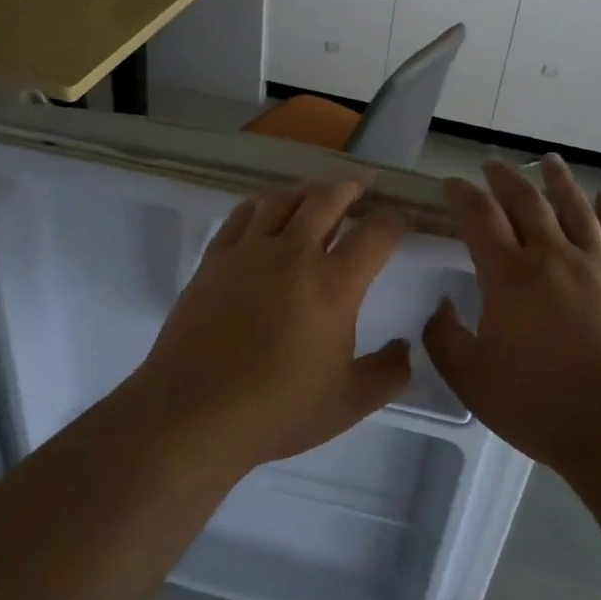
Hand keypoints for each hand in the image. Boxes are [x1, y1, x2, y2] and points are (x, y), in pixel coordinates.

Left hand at [131, 179, 410, 471]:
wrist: (194, 413)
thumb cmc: (277, 411)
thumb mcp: (349, 403)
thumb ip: (388, 373)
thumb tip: (406, 348)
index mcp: (333, 285)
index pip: (375, 234)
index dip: (394, 221)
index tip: (400, 222)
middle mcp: (293, 254)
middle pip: (327, 199)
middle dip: (350, 188)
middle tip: (361, 186)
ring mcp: (249, 251)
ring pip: (283, 199)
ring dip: (307, 191)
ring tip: (317, 195)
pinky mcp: (215, 258)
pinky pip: (243, 214)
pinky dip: (263, 204)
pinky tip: (267, 212)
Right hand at [424, 154, 600, 472]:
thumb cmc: (540, 405)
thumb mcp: (472, 380)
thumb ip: (445, 339)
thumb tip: (441, 306)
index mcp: (510, 276)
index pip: (480, 218)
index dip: (462, 195)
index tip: (452, 184)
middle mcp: (552, 257)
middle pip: (527, 202)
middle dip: (505, 179)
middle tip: (491, 166)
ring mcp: (596, 267)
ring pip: (575, 208)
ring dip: (558, 181)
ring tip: (549, 161)